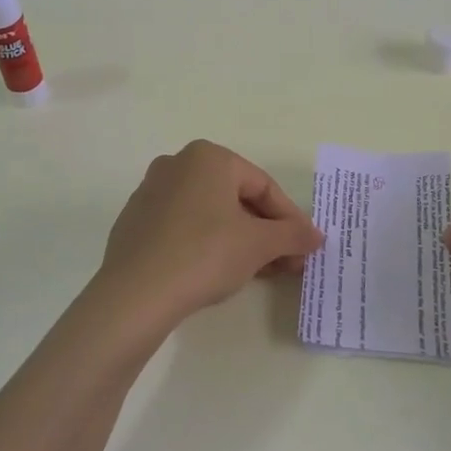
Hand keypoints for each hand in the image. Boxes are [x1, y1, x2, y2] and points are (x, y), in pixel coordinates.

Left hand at [91, 140, 323, 332]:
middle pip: (235, 197)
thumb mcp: (259, 244)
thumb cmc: (205, 254)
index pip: (263, 185)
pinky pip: (182, 226)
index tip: (305, 248)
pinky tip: (216, 272)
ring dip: (238, 238)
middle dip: (264, 231)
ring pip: (209, 212)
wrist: (136, 293)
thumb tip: (316, 236)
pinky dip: (205, 243)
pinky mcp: (135, 222)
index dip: (290, 219)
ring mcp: (151, 192)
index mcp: (208, 157)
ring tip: (258, 271)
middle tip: (286, 263)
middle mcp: (177, 164)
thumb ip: (292, 235)